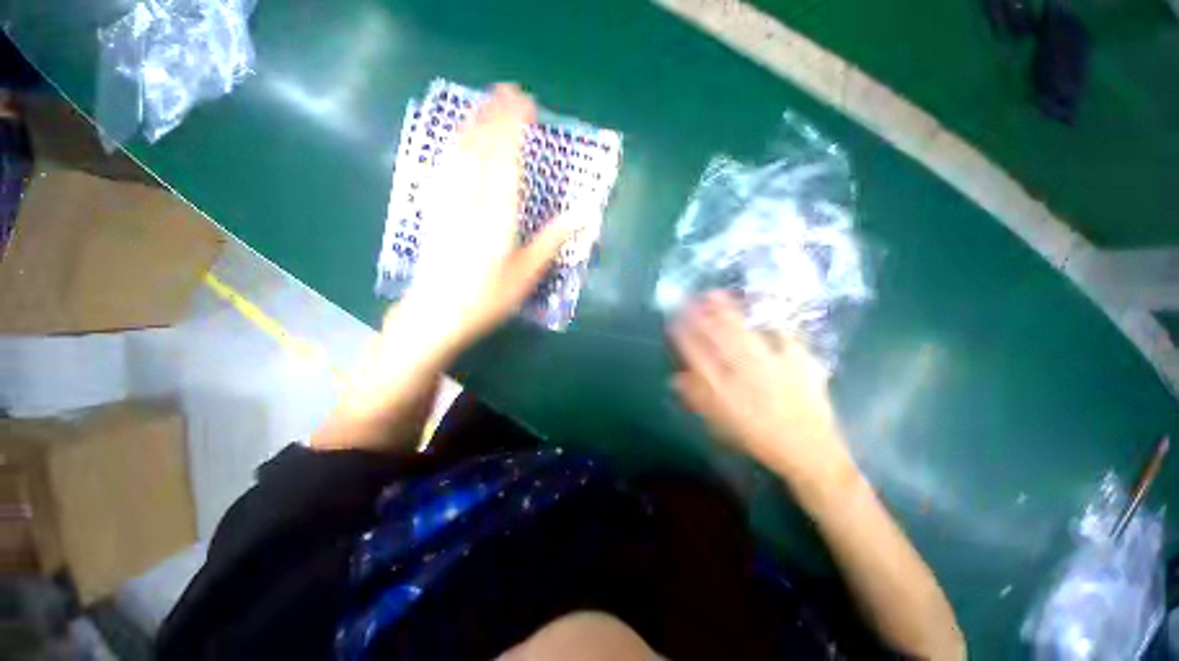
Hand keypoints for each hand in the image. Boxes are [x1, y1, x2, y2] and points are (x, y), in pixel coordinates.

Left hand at [397, 83, 578, 353]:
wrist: (437, 314)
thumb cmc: (487, 299)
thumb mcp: (526, 274)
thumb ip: (552, 240)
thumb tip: (583, 214)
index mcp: (497, 216)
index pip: (506, 159)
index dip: (516, 128)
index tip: (528, 106)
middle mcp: (470, 200)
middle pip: (481, 146)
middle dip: (495, 115)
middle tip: (511, 92)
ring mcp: (447, 201)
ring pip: (459, 151)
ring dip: (474, 122)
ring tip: (487, 104)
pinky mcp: (433, 208)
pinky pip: (443, 166)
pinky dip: (454, 143)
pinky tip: (458, 137)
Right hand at [670, 291, 855, 492]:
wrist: (808, 451)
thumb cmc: (758, 438)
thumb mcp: (720, 423)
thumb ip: (697, 399)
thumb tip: (675, 378)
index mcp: (723, 389)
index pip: (696, 355)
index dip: (683, 335)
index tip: (674, 320)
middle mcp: (744, 372)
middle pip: (718, 337)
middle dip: (702, 314)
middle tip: (691, 297)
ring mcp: (772, 364)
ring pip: (743, 331)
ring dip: (727, 311)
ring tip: (715, 294)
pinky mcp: (798, 360)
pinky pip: (782, 333)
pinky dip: (769, 316)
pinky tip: (761, 303)